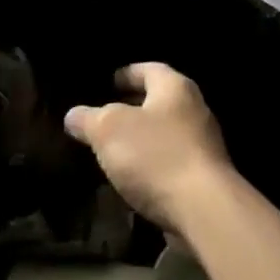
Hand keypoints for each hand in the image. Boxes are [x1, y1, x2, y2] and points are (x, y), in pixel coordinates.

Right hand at [63, 63, 234, 234]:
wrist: (204, 211)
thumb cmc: (155, 155)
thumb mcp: (108, 130)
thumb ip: (88, 119)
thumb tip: (73, 115)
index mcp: (175, 87)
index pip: (149, 69)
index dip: (126, 74)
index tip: (108, 83)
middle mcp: (194, 110)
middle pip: (159, 101)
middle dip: (132, 108)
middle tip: (105, 117)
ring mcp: (204, 145)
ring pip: (165, 133)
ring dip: (142, 139)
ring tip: (113, 149)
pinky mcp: (205, 178)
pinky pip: (172, 162)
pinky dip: (153, 165)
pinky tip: (133, 179)